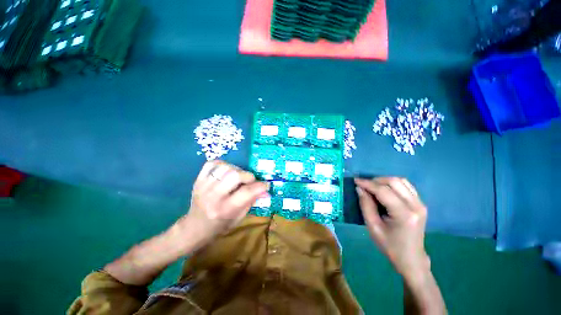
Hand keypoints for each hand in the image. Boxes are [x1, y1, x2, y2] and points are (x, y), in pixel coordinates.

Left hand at [181, 161, 269, 244]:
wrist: (195, 227)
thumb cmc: (220, 225)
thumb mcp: (239, 217)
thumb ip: (252, 201)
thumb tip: (266, 190)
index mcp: (225, 209)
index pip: (246, 192)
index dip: (260, 186)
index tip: (266, 185)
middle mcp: (213, 196)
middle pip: (235, 175)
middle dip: (248, 176)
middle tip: (250, 181)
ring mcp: (203, 186)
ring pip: (225, 167)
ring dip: (236, 170)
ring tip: (238, 177)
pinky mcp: (198, 180)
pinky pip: (212, 163)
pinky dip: (222, 164)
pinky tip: (226, 171)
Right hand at [355, 177, 429, 280]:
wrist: (411, 258)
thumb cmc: (390, 246)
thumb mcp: (373, 227)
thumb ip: (366, 205)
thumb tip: (360, 188)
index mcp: (404, 214)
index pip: (383, 191)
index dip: (368, 183)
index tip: (355, 180)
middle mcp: (415, 206)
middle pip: (394, 182)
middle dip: (376, 180)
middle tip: (364, 186)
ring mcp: (420, 204)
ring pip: (401, 181)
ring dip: (384, 181)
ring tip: (373, 187)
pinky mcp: (421, 203)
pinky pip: (406, 186)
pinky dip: (393, 184)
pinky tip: (385, 190)